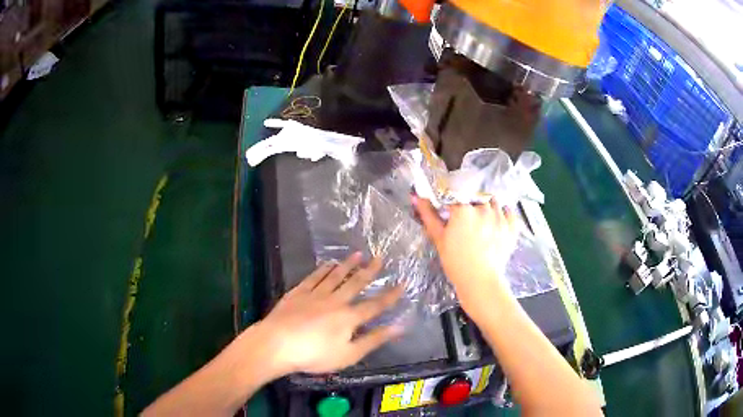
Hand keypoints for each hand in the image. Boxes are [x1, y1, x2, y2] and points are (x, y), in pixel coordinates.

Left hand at [255, 253, 402, 375]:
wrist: (277, 344)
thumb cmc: (315, 355)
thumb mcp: (349, 354)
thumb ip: (374, 340)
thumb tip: (399, 327)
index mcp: (349, 317)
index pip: (375, 305)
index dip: (390, 296)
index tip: (402, 284)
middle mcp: (335, 301)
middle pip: (355, 283)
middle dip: (369, 271)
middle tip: (380, 257)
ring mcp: (315, 294)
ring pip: (335, 276)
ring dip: (348, 265)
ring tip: (358, 254)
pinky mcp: (298, 293)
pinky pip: (314, 277)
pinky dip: (323, 270)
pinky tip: (328, 264)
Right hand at [413, 196, 516, 320]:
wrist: (480, 280)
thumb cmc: (456, 261)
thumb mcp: (439, 238)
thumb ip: (428, 215)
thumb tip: (416, 197)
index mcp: (463, 208)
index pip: (454, 197)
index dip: (451, 205)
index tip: (450, 215)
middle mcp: (483, 207)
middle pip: (474, 198)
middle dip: (469, 207)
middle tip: (466, 224)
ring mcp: (499, 216)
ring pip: (492, 202)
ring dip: (486, 208)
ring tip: (481, 224)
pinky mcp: (511, 226)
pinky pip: (509, 212)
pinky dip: (504, 214)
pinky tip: (497, 222)